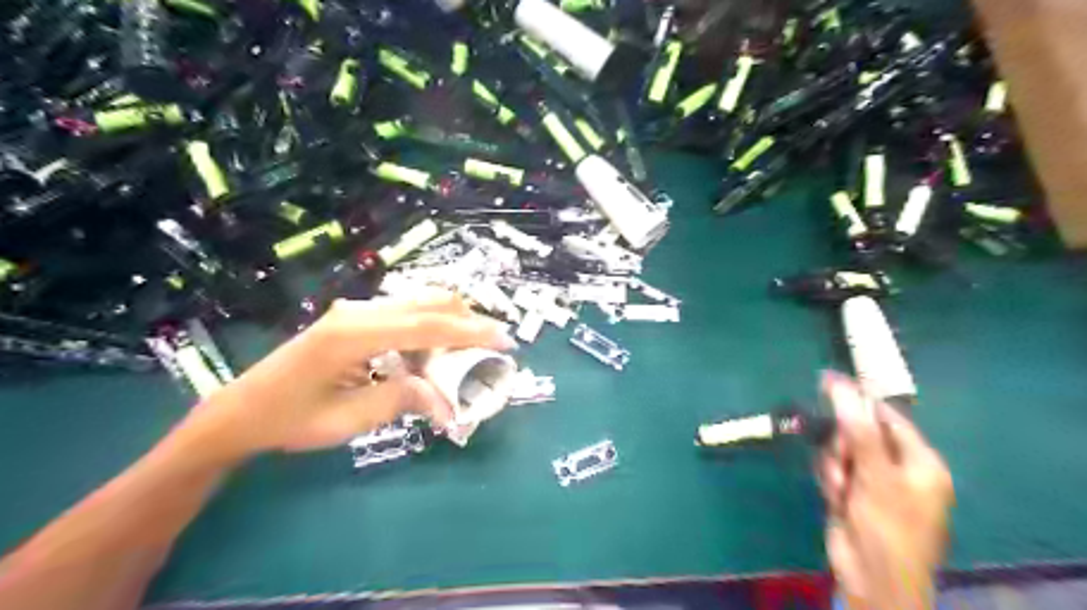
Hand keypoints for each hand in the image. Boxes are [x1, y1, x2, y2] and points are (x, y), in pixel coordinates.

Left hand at [171, 290, 515, 461]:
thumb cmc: (290, 420)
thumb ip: (401, 400)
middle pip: (428, 302)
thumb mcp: (349, 420)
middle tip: (494, 345)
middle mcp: (358, 312)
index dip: (470, 331)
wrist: (242, 409)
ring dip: (450, 322)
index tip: (504, 340)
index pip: (426, 325)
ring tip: (470, 351)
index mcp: (353, 334)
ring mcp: (356, 311)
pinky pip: (405, 314)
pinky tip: (434, 353)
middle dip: (467, 320)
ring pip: (419, 303)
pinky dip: (430, 328)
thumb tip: (447, 399)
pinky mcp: (355, 317)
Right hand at [820, 372, 953, 608]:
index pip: (885, 416)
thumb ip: (856, 428)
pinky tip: (836, 498)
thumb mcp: (875, 474)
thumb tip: (839, 384)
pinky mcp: (851, 491)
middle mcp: (897, 466)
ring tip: (842, 491)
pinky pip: (832, 468)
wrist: (871, 576)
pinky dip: (830, 479)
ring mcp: (872, 479)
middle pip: (856, 431)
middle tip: (845, 464)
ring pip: (839, 450)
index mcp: (919, 460)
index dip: (857, 399)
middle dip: (843, 446)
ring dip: (834, 467)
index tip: (826, 381)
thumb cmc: (887, 525)